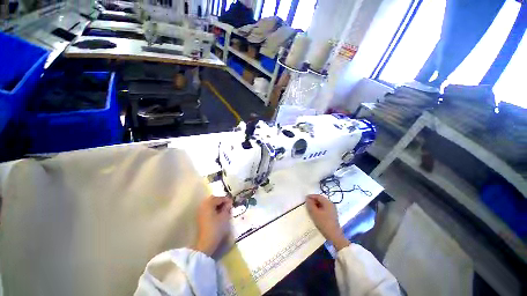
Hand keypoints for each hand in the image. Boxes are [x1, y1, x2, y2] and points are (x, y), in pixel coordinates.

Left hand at [193, 196, 232, 255]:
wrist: (206, 243)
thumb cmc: (216, 228)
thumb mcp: (225, 216)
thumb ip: (227, 207)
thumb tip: (229, 202)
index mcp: (209, 204)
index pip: (219, 198)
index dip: (227, 199)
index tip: (232, 203)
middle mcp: (203, 206)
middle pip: (213, 199)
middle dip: (221, 201)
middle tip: (228, 205)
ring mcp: (200, 212)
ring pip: (210, 204)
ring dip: (217, 205)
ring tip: (224, 209)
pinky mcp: (200, 218)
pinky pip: (208, 209)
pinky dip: (213, 209)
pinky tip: (218, 214)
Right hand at [305, 194, 349, 250]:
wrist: (334, 236)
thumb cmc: (324, 223)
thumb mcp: (315, 213)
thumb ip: (310, 205)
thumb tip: (307, 199)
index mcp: (328, 202)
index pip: (318, 196)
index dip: (311, 196)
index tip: (305, 198)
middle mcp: (331, 204)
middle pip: (321, 200)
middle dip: (313, 200)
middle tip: (307, 203)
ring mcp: (333, 210)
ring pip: (322, 204)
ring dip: (316, 205)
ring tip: (310, 208)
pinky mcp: (332, 215)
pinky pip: (324, 208)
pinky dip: (319, 209)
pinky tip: (315, 213)